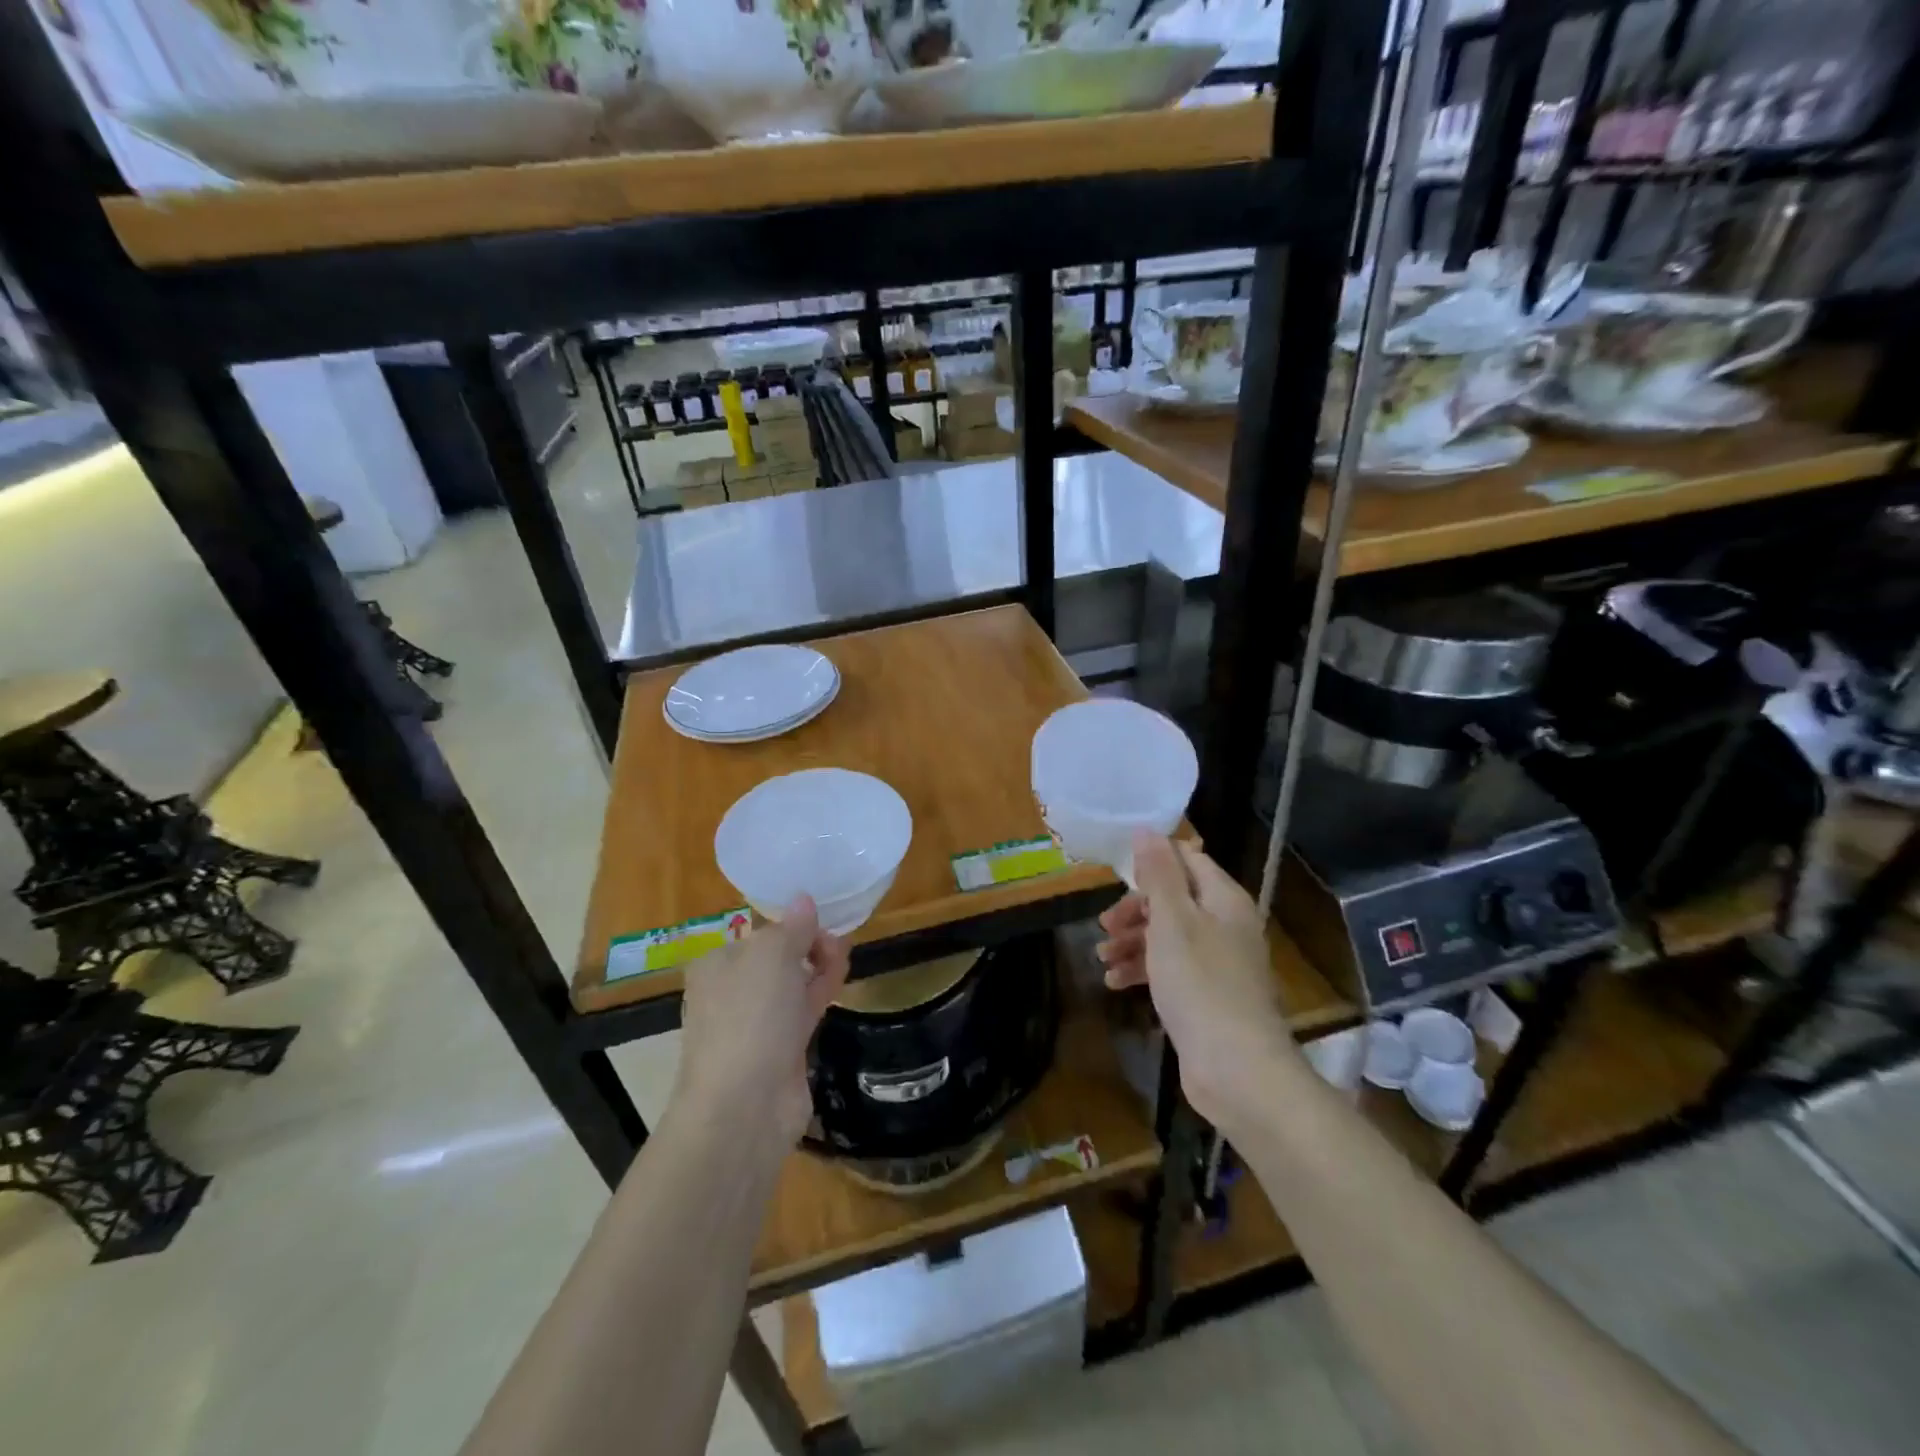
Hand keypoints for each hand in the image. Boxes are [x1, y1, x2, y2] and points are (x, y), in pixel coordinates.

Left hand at [675, 895, 849, 1151]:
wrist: (744, 1106)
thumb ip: (793, 927)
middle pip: (777, 957)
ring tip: (844, 953)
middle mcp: (731, 992)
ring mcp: (755, 1024)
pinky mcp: (780, 1050)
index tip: (821, 920)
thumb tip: (803, 899)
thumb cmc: (750, 1016)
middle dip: (808, 944)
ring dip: (818, 965)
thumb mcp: (773, 954)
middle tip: (837, 941)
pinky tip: (840, 978)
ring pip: (793, 984)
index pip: (758, 933)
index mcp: (717, 964)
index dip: (791, 923)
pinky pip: (803, 1010)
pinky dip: (821, 991)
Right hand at [1097, 832, 1299, 1129]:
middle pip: (1174, 900)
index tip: (1117, 875)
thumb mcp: (1172, 920)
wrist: (1236, 1069)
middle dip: (1135, 909)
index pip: (1188, 860)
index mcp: (1223, 899)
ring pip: (1168, 936)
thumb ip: (1159, 874)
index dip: (1153, 862)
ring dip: (1133, 941)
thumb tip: (1147, 830)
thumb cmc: (1200, 983)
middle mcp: (1225, 925)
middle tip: (1105, 925)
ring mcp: (1218, 963)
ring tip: (1102, 958)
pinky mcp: (1207, 995)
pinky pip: (1171, 970)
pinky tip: (1115, 983)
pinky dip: (1144, 970)